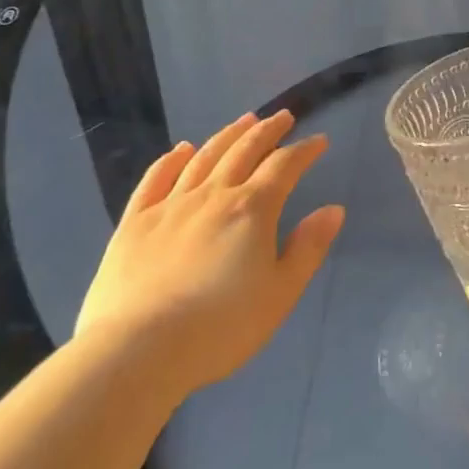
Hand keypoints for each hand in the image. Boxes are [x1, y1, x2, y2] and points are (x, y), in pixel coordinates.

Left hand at [75, 112, 344, 400]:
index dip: (304, 150)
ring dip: (227, 135)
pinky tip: (180, 150)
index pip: (285, 166)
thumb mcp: (280, 293)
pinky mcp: (134, 223)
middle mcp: (214, 195)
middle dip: (268, 130)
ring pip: (204, 157)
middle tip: (282, 116)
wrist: (138, 351)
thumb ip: (308, 248)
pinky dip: (171, 159)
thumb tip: (333, 210)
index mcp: (252, 209)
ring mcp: (170, 205)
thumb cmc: (221, 327)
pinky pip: (155, 179)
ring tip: (243, 120)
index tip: (319, 141)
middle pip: (244, 150)